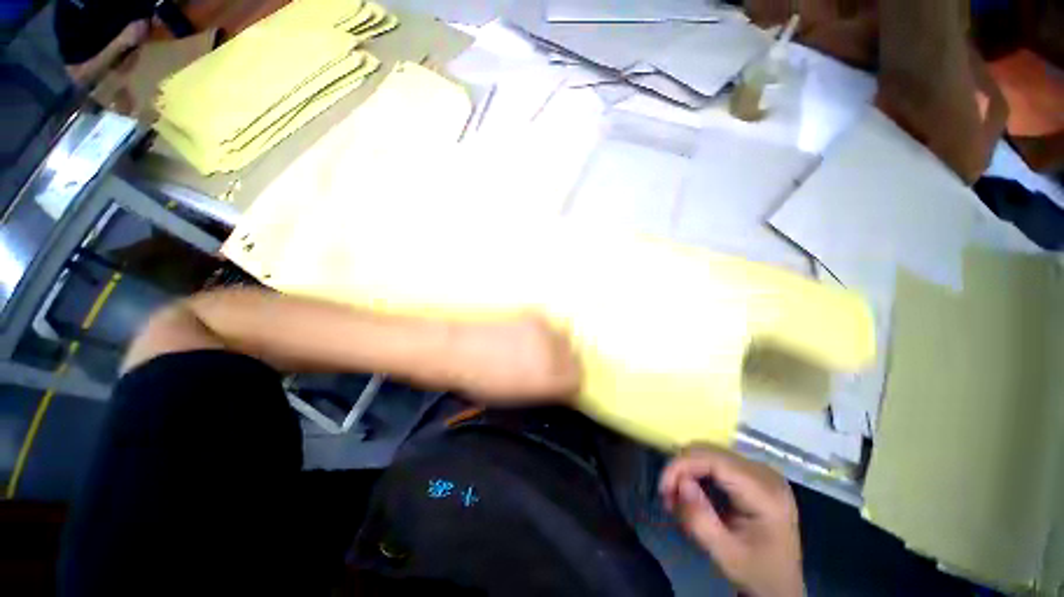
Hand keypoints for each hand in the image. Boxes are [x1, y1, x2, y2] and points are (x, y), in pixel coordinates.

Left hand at [449, 316, 580, 403]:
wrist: (460, 349)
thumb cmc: (482, 382)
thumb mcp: (516, 396)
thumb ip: (544, 391)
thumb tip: (558, 386)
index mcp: (548, 380)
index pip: (576, 381)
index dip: (570, 384)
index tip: (562, 385)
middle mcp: (553, 354)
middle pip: (574, 358)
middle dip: (566, 365)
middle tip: (551, 368)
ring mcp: (544, 331)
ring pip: (564, 339)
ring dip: (557, 347)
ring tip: (540, 351)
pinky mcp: (533, 316)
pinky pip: (549, 326)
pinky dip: (544, 333)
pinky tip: (528, 336)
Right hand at [660, 446, 803, 596]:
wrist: (782, 586)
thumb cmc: (757, 573)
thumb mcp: (726, 555)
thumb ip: (701, 520)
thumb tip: (681, 484)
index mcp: (766, 493)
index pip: (714, 460)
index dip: (683, 465)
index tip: (663, 488)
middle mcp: (764, 473)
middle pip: (709, 452)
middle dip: (681, 469)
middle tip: (667, 496)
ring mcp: (759, 470)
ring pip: (708, 452)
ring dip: (686, 470)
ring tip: (676, 497)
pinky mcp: (751, 473)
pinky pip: (714, 461)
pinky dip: (696, 473)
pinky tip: (691, 493)